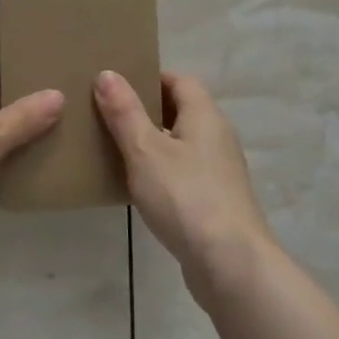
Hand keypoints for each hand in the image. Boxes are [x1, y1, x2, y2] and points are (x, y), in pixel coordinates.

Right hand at [94, 69, 274, 296]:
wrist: (231, 265)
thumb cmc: (186, 197)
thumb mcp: (145, 150)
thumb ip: (124, 112)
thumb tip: (107, 73)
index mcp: (205, 116)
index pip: (179, 80)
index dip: (150, 76)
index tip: (117, 84)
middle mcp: (217, 137)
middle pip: (180, 110)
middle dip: (145, 109)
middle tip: (107, 114)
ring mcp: (219, 171)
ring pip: (180, 144)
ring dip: (151, 142)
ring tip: (113, 147)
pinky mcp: (215, 201)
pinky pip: (183, 173)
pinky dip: (160, 171)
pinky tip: (135, 186)